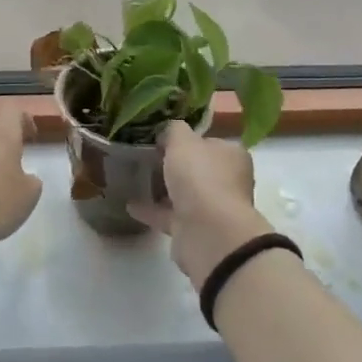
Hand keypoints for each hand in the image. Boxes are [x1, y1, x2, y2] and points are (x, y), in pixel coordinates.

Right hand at [129, 121, 272, 289]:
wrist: (207, 231)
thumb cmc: (200, 177)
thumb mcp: (182, 141)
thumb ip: (174, 130)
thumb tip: (168, 131)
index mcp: (231, 156)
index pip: (211, 142)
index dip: (189, 139)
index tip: (164, 137)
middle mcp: (226, 181)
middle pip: (198, 169)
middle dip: (176, 165)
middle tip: (147, 156)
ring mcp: (211, 208)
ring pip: (184, 194)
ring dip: (163, 189)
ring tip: (135, 178)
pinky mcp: (194, 230)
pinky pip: (169, 216)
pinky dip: (151, 210)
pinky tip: (129, 204)